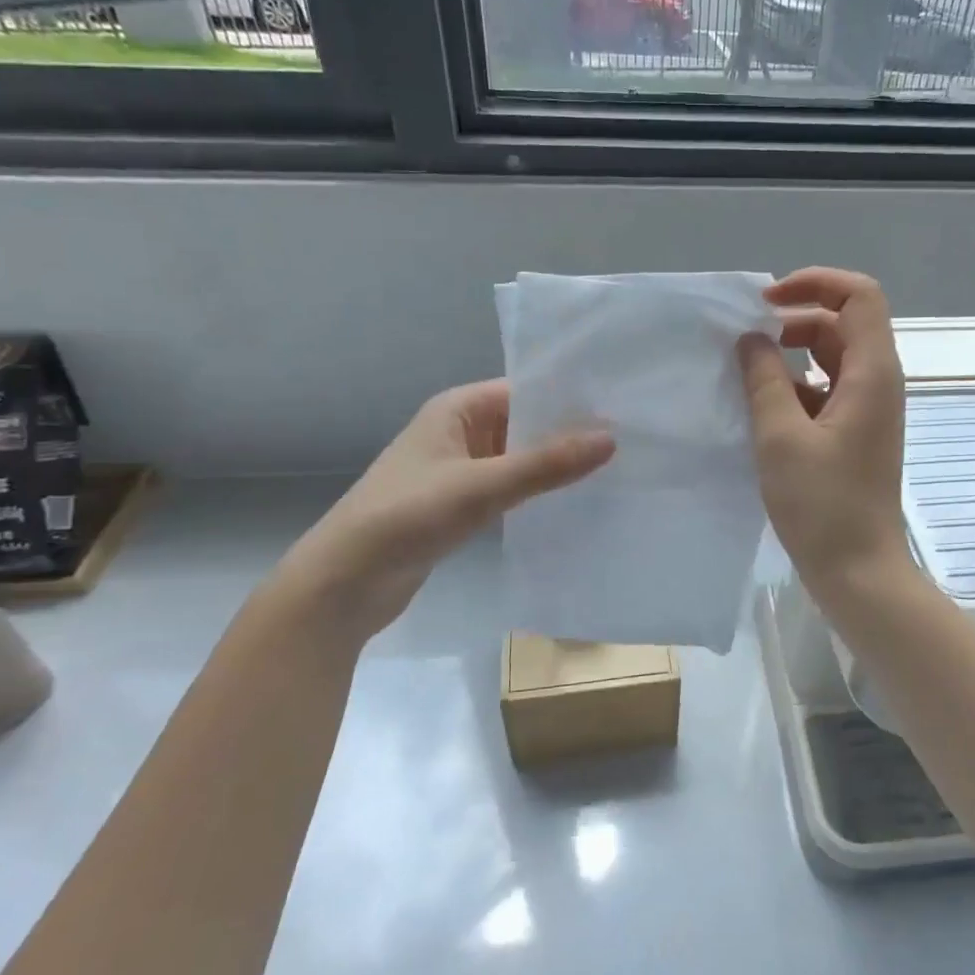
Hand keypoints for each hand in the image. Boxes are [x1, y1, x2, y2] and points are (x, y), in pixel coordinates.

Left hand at [280, 380, 613, 638]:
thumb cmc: (406, 517)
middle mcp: (460, 432)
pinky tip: (576, 503)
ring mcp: (460, 471)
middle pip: (526, 424)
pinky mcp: (461, 506)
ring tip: (615, 471)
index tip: (621, 407)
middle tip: (631, 442)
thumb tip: (610, 439)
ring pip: (520, 459)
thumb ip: (545, 464)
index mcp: (457, 409)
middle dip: (570, 433)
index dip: (569, 398)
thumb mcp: (480, 486)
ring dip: (556, 466)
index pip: (525, 390)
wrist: (343, 584)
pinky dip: (538, 493)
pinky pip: (510, 489)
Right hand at [737, 268, 909, 599]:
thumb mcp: (780, 437)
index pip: (859, 295)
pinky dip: (795, 389)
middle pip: (841, 324)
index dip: (815, 283)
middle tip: (745, 341)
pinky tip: (761, 411)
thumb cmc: (823, 505)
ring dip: (790, 357)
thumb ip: (764, 380)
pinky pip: (826, 392)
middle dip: (794, 322)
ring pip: (831, 360)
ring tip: (745, 375)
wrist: (859, 571)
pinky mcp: (855, 435)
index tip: (766, 303)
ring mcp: (869, 411)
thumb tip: (751, 339)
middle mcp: (878, 383)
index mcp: (872, 373)